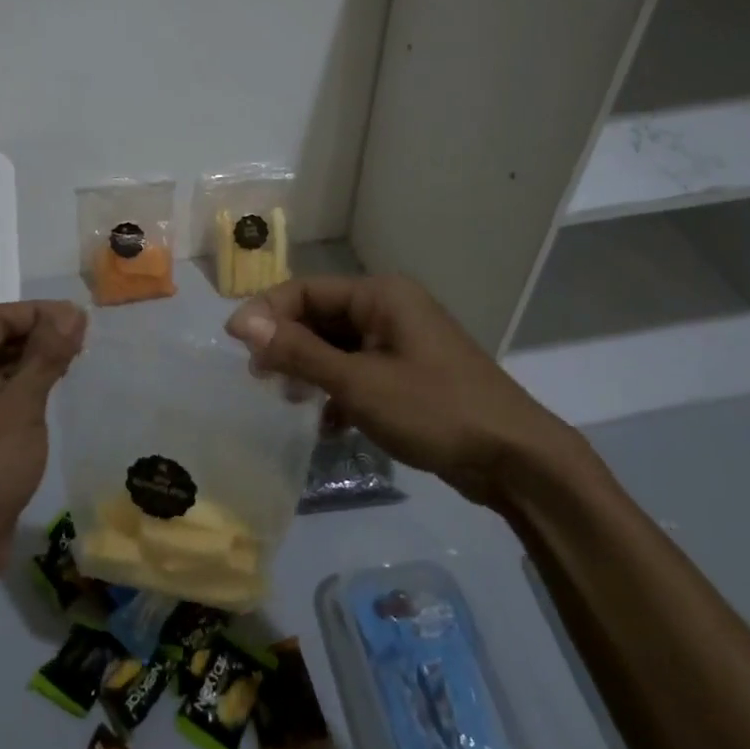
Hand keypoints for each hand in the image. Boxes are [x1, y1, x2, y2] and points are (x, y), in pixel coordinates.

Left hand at [0, 300, 86, 593]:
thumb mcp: (19, 405)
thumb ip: (46, 354)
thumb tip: (72, 311)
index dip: (41, 314)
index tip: (83, 320)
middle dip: (40, 336)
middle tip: (86, 340)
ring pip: (0, 370)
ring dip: (36, 362)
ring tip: (78, 360)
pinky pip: (0, 397)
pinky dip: (27, 389)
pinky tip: (56, 390)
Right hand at [225, 275, 590, 513]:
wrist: (515, 458)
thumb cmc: (434, 410)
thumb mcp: (358, 383)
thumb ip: (299, 352)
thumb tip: (242, 323)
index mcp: (381, 295)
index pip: (307, 290)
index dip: (267, 312)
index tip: (233, 344)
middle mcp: (390, 309)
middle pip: (321, 316)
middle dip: (288, 344)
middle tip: (259, 378)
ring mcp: (402, 342)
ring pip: (338, 346)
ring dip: (310, 370)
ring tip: (288, 400)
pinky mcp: (409, 373)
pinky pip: (359, 370)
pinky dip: (338, 391)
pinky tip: (328, 423)